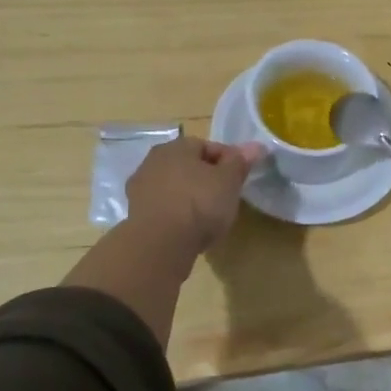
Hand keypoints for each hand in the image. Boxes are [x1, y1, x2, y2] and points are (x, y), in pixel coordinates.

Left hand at [125, 136, 264, 253]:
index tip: (240, 178)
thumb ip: (241, 162)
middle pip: (188, 166)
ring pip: (174, 187)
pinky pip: (164, 208)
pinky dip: (176, 214)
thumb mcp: (229, 181)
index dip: (228, 160)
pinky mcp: (135, 215)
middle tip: (225, 196)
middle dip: (206, 178)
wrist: (160, 245)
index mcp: (176, 146)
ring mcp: (140, 189)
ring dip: (189, 196)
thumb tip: (256, 146)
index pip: (208, 146)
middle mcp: (153, 161)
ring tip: (208, 216)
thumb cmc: (199, 203)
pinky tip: (189, 229)